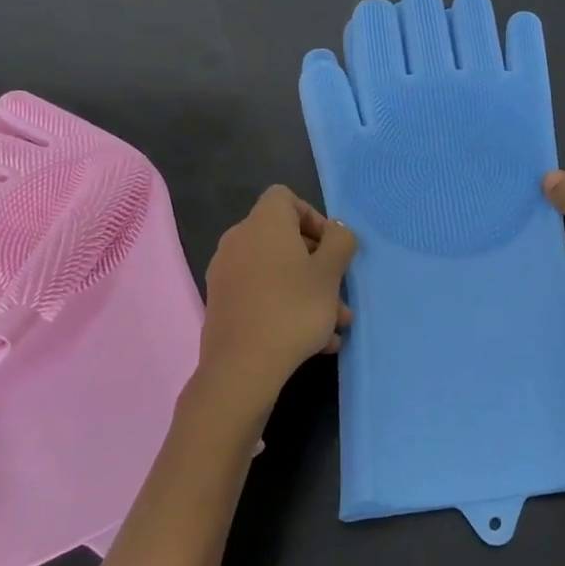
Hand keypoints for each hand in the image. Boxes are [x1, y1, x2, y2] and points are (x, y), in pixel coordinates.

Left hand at [197, 187, 356, 415]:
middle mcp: (239, 240)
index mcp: (263, 223)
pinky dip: (286, 307)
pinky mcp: (223, 304)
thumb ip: (340, 243)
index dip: (313, 217)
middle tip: (341, 293)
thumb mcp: (330, 274)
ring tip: (336, 326)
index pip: (285, 198)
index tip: (331, 247)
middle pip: (284, 239)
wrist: (242, 367)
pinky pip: (262, 294)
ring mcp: (227, 273)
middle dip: (319, 265)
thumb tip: (336, 230)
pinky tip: (315, 342)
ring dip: (309, 292)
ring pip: (278, 272)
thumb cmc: (293, 309)